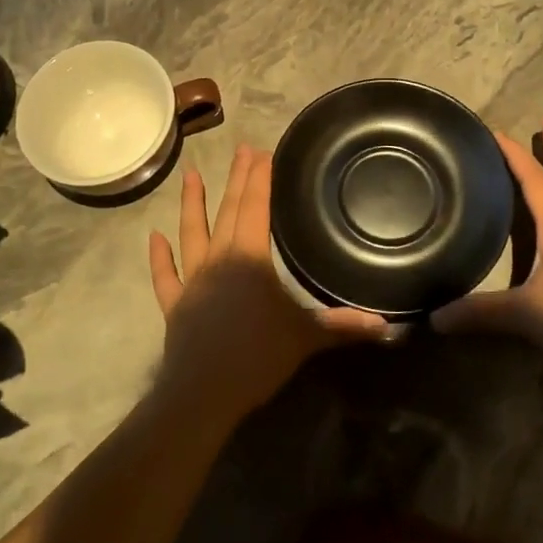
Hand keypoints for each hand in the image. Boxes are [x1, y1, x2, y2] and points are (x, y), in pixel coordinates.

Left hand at [149, 145, 388, 423]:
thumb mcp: (306, 337)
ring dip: (192, 203)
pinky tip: (154, 237)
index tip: (262, 151)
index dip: (259, 179)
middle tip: (240, 149)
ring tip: (189, 174)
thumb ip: (343, 326)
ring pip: (192, 233)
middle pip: (228, 211)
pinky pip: (165, 275)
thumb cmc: (257, 357)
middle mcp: (218, 259)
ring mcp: (192, 280)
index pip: (256, 207)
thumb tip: (388, 325)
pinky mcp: (175, 304)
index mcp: (250, 257)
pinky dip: (159, 257)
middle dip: (236, 179)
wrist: (204, 392)